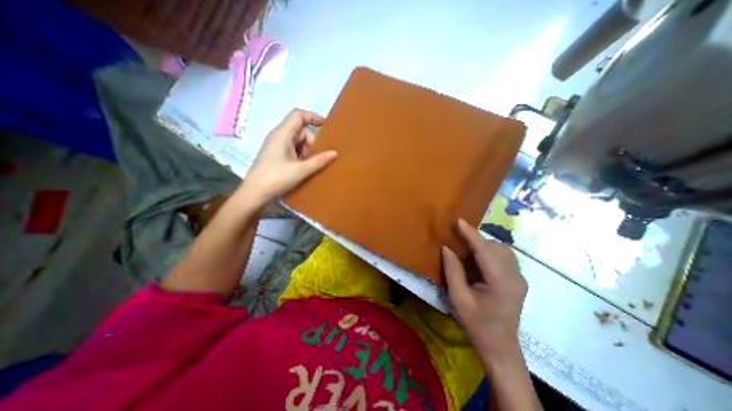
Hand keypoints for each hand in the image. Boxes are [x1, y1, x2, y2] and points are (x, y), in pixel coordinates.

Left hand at [241, 108, 336, 204]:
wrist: (255, 193)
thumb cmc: (276, 178)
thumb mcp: (300, 170)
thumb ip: (318, 161)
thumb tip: (335, 153)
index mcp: (282, 134)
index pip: (298, 115)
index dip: (313, 117)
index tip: (326, 126)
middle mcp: (279, 136)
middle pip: (301, 131)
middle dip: (312, 143)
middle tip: (317, 159)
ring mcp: (277, 146)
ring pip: (298, 142)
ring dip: (307, 152)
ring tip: (310, 166)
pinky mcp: (276, 155)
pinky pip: (293, 150)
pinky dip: (301, 156)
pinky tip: (304, 168)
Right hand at [440, 220, 525, 357]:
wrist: (500, 347)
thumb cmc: (477, 324)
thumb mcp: (459, 298)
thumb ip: (453, 271)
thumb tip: (447, 248)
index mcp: (501, 283)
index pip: (485, 251)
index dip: (471, 234)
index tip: (459, 221)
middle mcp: (515, 277)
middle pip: (496, 248)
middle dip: (476, 240)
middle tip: (458, 240)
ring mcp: (520, 278)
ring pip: (502, 250)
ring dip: (484, 245)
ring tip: (467, 251)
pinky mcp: (518, 280)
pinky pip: (504, 257)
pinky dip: (490, 252)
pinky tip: (479, 260)